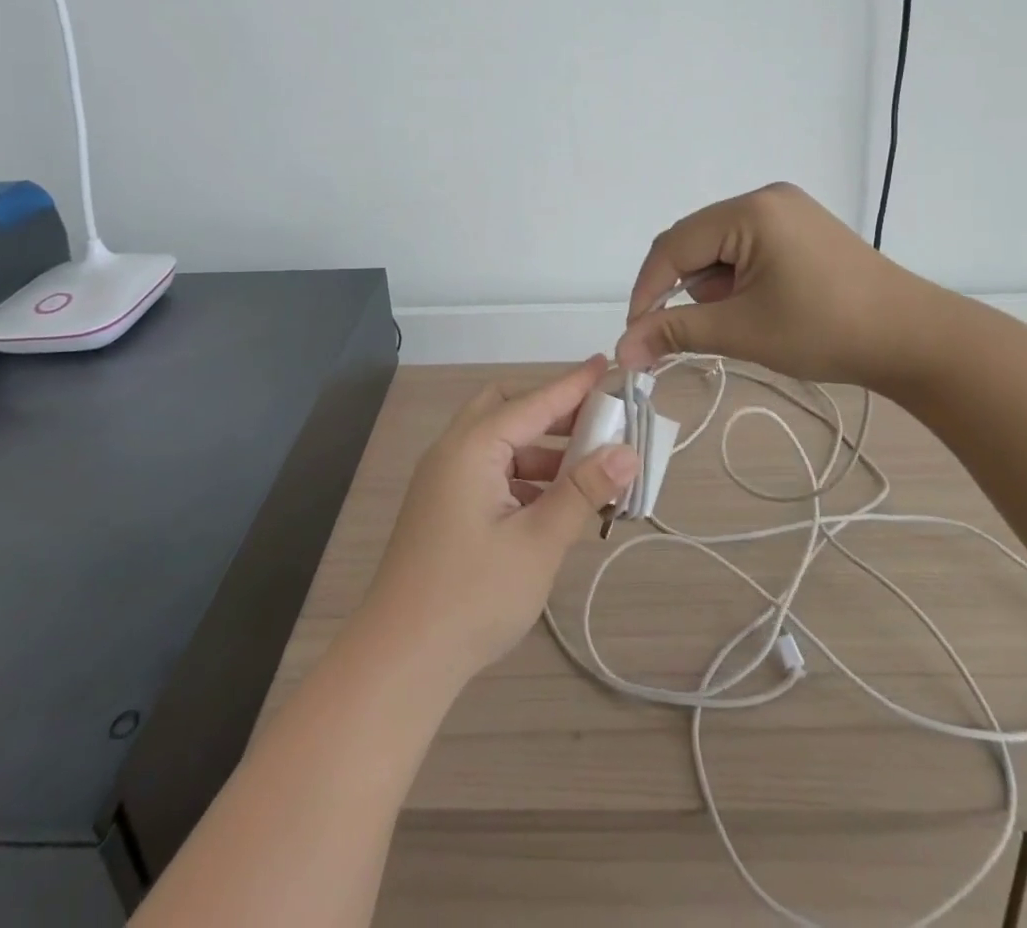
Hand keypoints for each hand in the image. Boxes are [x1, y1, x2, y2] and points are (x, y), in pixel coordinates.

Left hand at [356, 356, 639, 684]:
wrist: (400, 662)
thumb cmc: (472, 596)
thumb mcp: (538, 542)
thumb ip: (582, 491)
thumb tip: (627, 452)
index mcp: (472, 448)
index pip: (533, 402)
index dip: (574, 385)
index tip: (608, 365)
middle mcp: (453, 452)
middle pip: (507, 409)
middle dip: (554, 412)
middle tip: (598, 425)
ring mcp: (445, 481)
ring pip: (500, 444)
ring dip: (543, 449)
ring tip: (591, 472)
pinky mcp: (445, 508)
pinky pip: (491, 472)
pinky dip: (525, 476)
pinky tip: (557, 503)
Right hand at [615, 182, 948, 389]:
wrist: (913, 338)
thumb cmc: (825, 331)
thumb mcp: (742, 331)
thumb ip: (675, 332)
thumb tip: (621, 349)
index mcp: (749, 211)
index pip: (673, 246)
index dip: (648, 290)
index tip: (637, 335)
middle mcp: (766, 198)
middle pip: (695, 242)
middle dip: (686, 289)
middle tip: (694, 333)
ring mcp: (788, 210)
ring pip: (720, 247)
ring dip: (715, 286)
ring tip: (746, 322)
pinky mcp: (802, 227)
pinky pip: (748, 247)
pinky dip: (739, 279)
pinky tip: (762, 306)